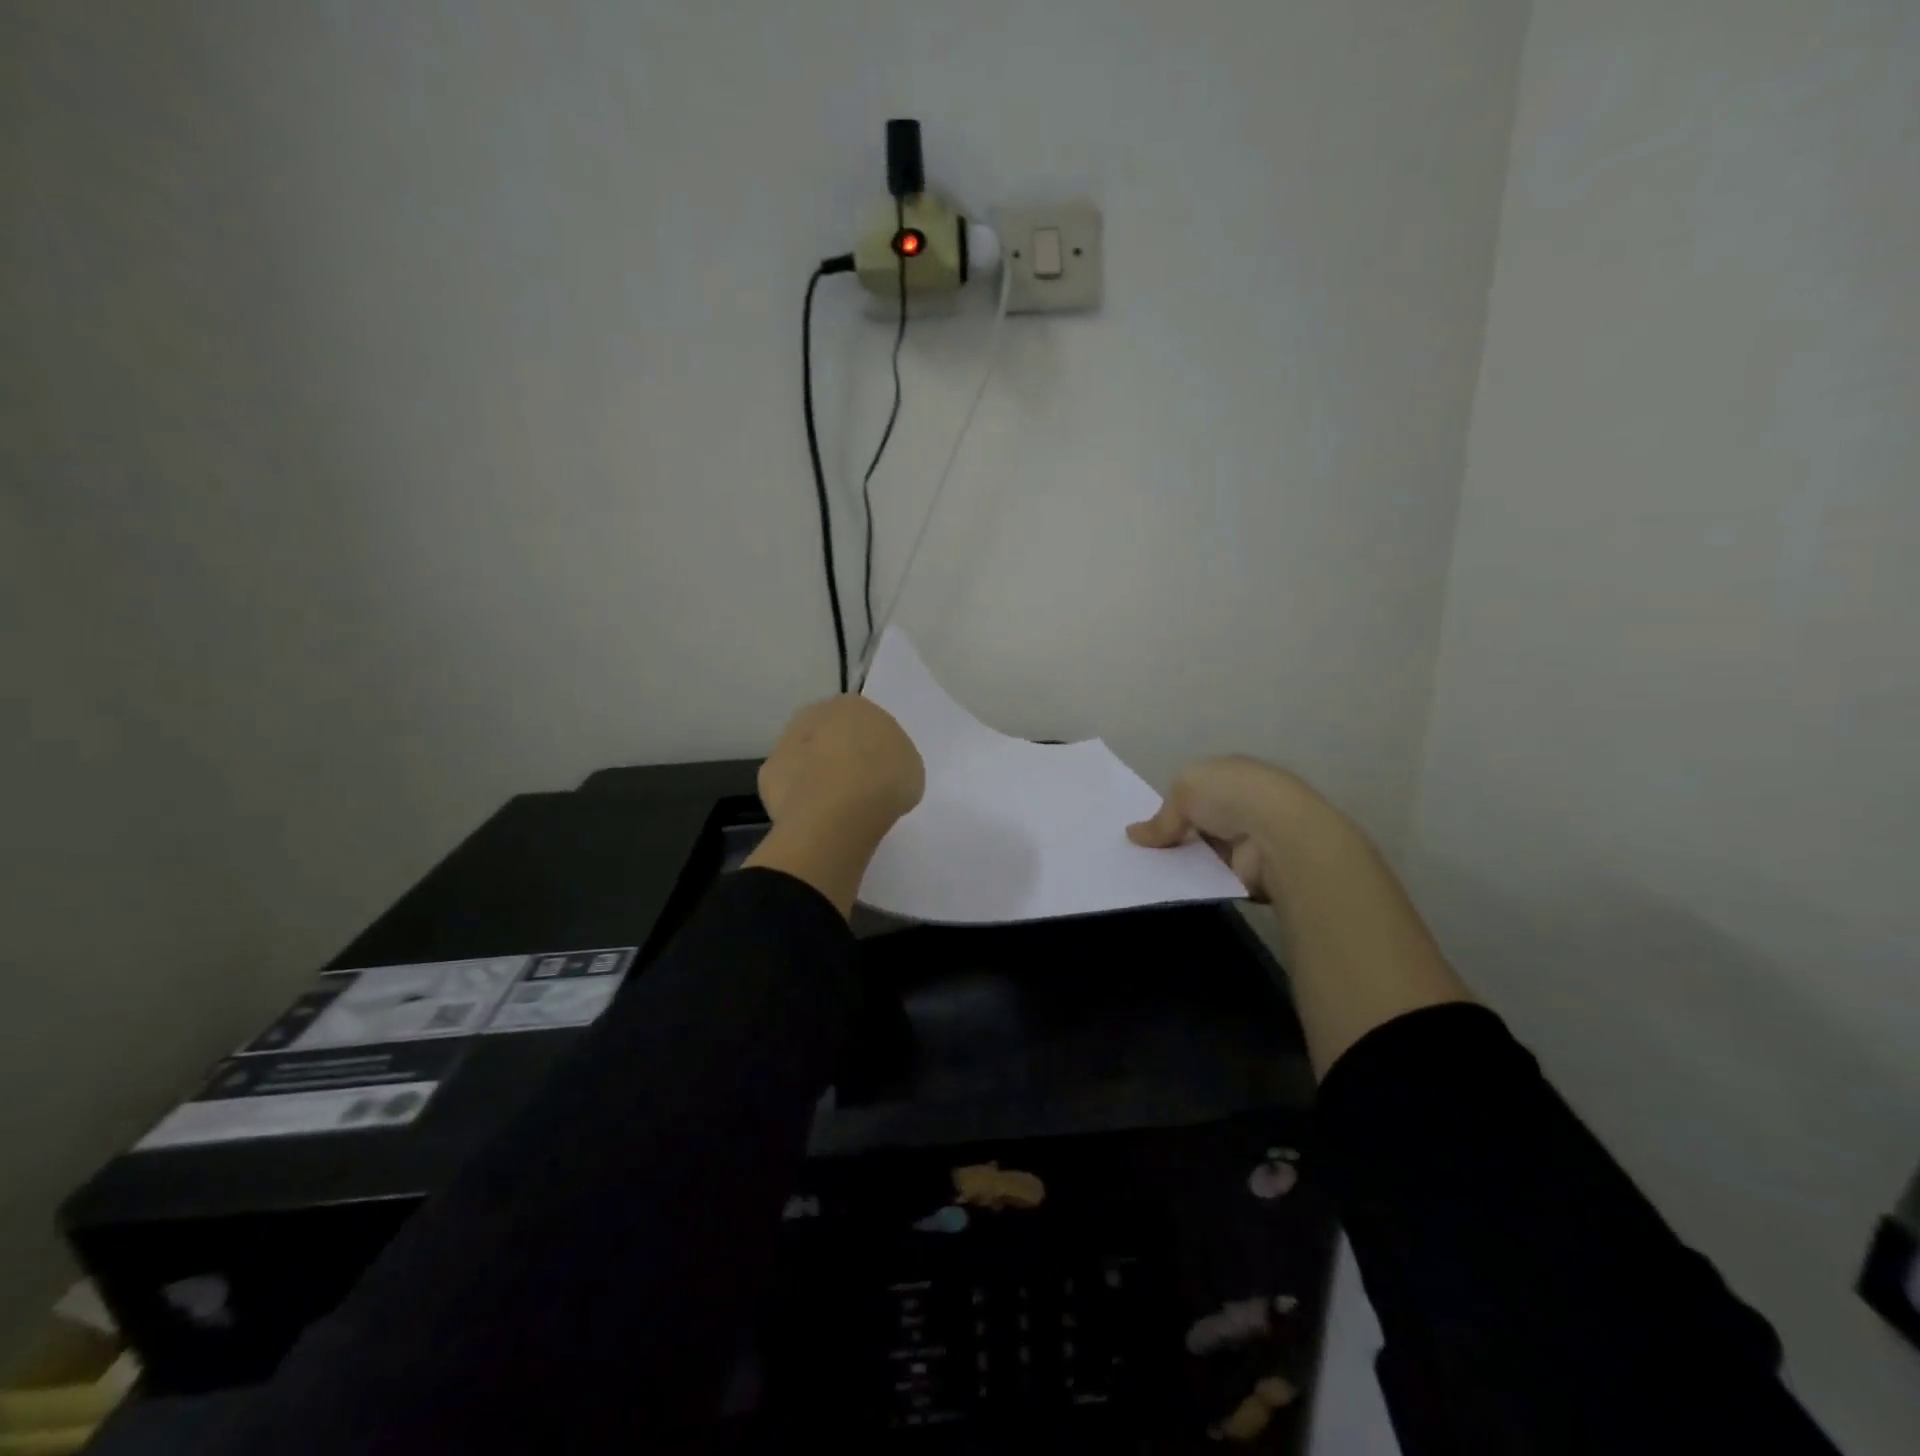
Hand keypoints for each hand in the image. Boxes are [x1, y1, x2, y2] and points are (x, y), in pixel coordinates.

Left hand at [746, 697, 923, 916]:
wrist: (839, 808)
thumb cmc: (885, 778)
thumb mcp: (909, 767)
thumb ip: (891, 760)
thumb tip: (877, 771)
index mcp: (855, 705)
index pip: (862, 720)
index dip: (869, 746)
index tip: (877, 770)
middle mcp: (817, 713)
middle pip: (828, 733)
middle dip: (837, 754)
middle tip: (855, 786)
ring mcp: (787, 741)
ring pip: (805, 757)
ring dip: (815, 775)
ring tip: (835, 807)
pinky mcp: (768, 773)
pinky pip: (789, 786)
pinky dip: (798, 799)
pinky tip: (813, 817)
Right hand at [1127, 756, 1320, 900]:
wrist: (1278, 834)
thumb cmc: (1231, 796)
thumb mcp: (1184, 790)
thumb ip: (1161, 817)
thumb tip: (1133, 835)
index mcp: (1231, 775)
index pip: (1197, 790)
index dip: (1173, 805)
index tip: (1147, 826)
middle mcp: (1242, 805)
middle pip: (1199, 823)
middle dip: (1175, 836)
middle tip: (1139, 853)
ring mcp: (1250, 840)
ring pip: (1204, 852)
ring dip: (1184, 861)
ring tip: (1145, 874)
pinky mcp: (1251, 873)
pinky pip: (1213, 877)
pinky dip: (1196, 882)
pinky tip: (1169, 888)